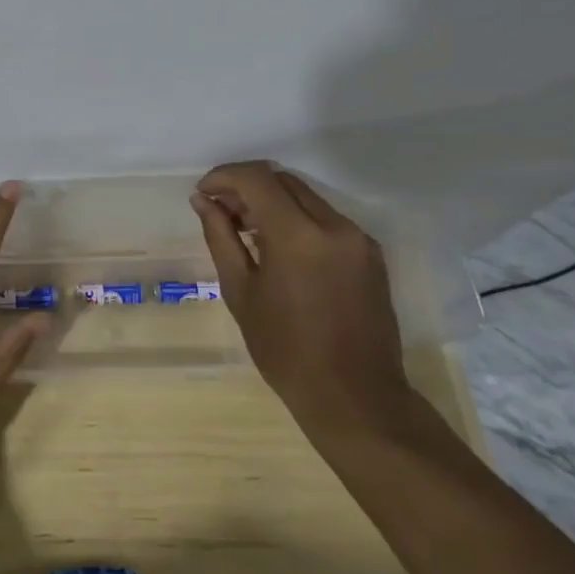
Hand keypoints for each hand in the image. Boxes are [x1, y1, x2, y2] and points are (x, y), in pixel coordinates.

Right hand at [191, 161, 414, 442]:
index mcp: (298, 235)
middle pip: (283, 180)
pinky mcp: (371, 253)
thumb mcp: (240, 292)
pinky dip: (297, 219)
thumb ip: (221, 237)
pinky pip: (326, 219)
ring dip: (272, 202)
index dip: (224, 176)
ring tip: (246, 231)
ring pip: (306, 197)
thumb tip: (203, 200)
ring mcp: (358, 238)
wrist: (355, 397)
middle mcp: (334, 226)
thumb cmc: (285, 350)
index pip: (257, 178)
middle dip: (246, 187)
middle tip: (220, 211)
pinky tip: (279, 248)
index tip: (204, 193)